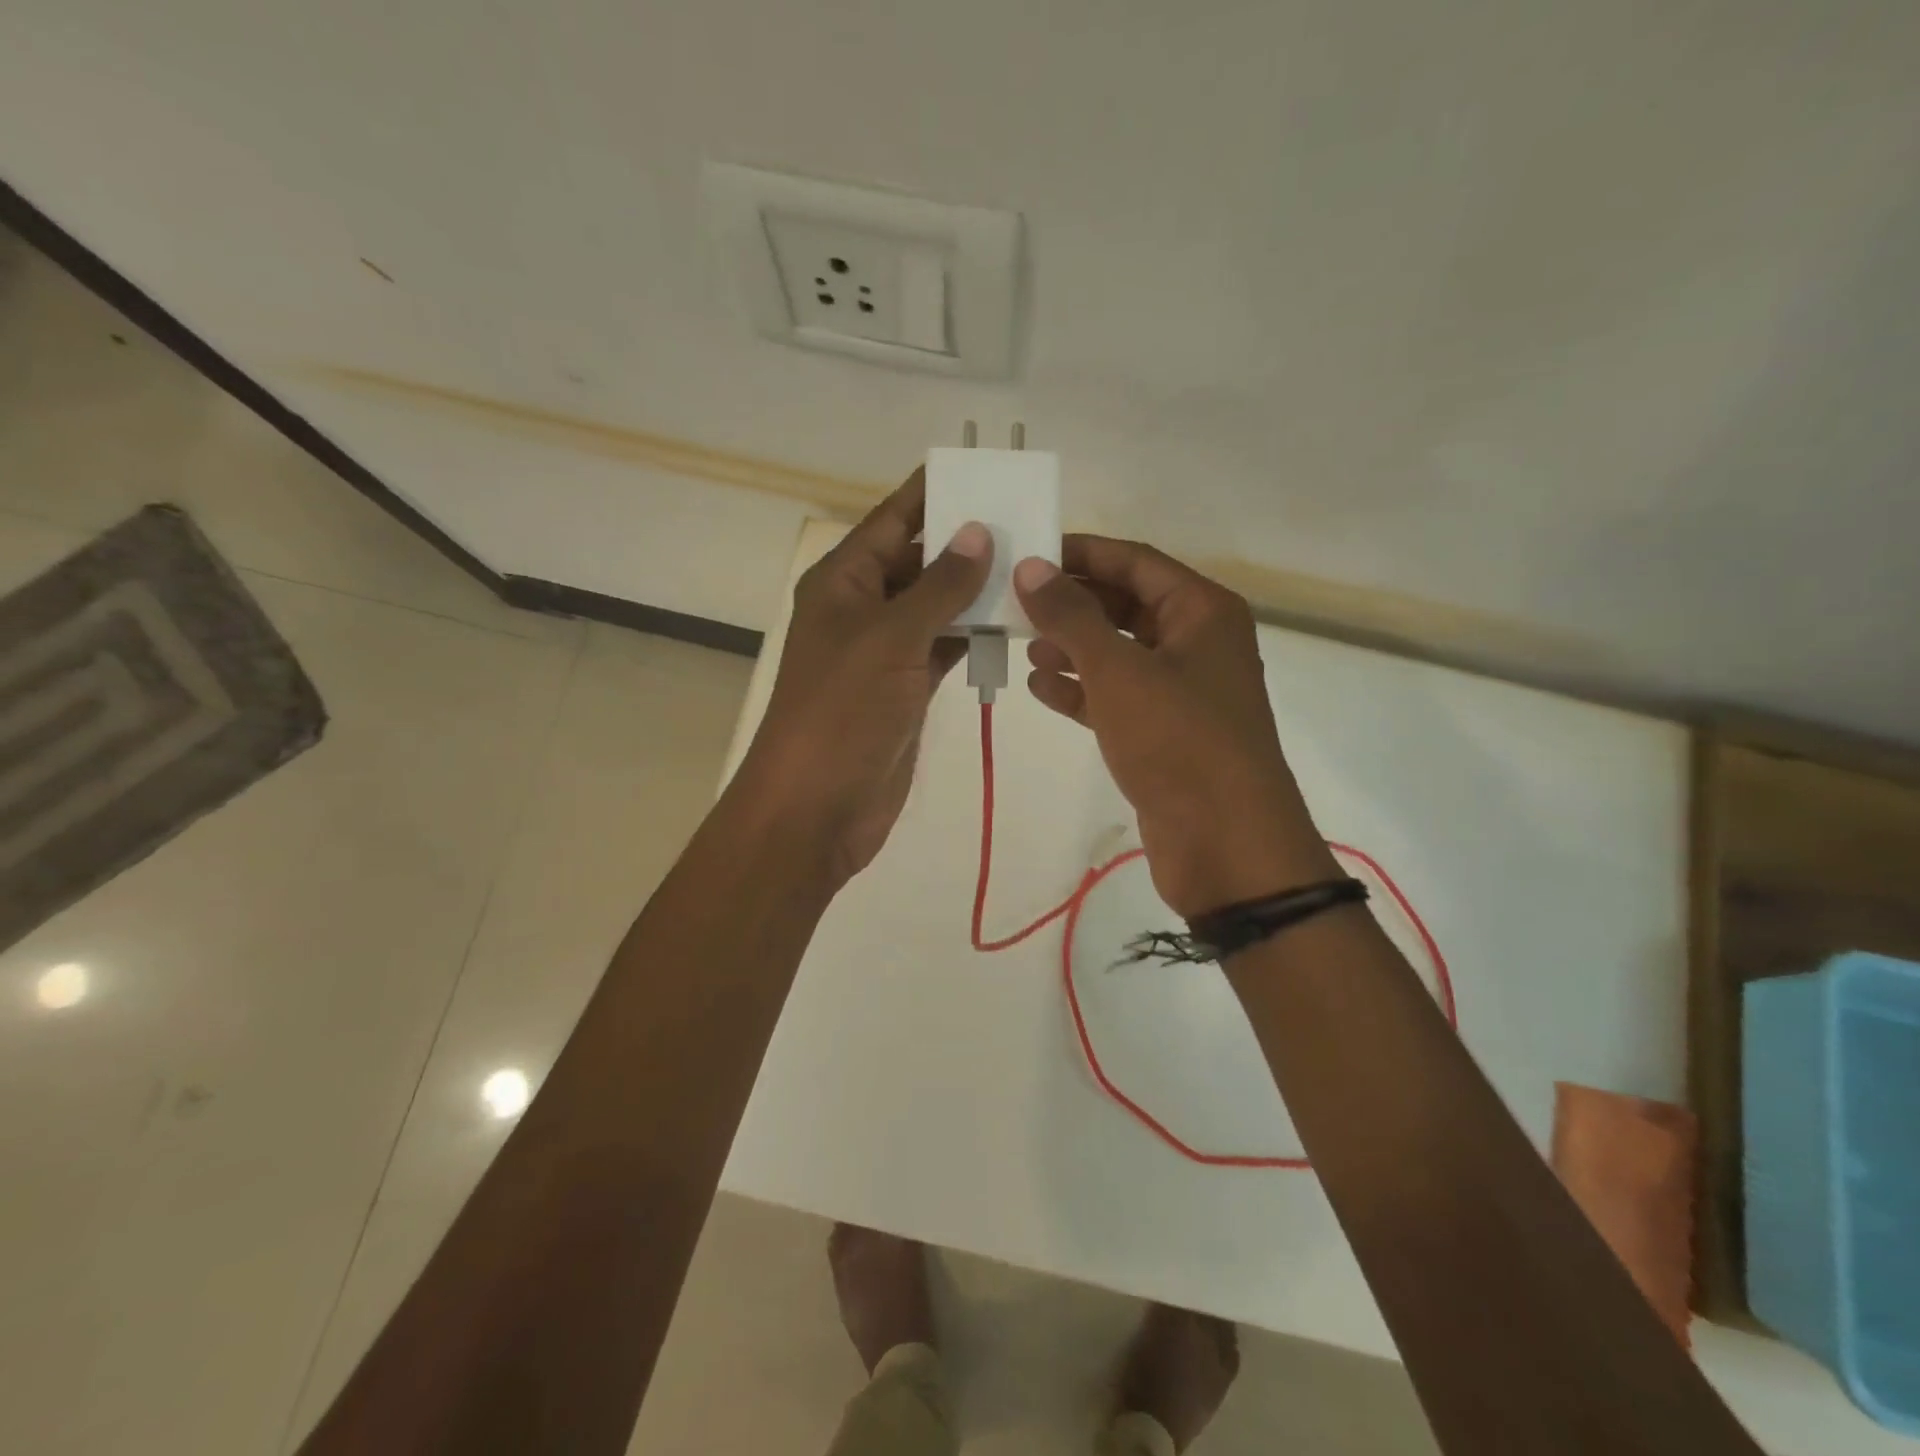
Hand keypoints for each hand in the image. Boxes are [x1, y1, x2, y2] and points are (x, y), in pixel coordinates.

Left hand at [736, 469, 990, 887]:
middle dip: (965, 542)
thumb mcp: (891, 638)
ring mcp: (885, 651)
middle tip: (1026, 522)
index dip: (931, 492)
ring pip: (935, 605)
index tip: (982, 469)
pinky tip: (1012, 622)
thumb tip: (979, 532)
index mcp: (843, 581)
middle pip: (917, 560)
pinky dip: (972, 635)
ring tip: (1032, 566)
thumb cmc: (843, 711)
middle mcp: (862, 608)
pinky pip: (943, 646)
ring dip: (975, 590)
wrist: (818, 805)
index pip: (892, 520)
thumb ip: (939, 586)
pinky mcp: (904, 688)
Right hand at [1014, 536, 1337, 916]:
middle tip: (1013, 602)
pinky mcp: (1163, 734)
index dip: (1081, 553)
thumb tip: (1031, 567)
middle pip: (1125, 605)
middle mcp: (1195, 643)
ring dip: (1071, 647)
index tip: (1028, 553)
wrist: (1226, 844)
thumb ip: (1071, 616)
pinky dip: (1080, 691)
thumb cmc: (1178, 740)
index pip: (1134, 562)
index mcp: (1201, 612)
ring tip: (1020, 645)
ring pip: (1117, 653)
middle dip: (1071, 604)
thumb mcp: (1118, 670)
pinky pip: (1115, 697)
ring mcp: (1180, 692)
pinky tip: (1039, 688)